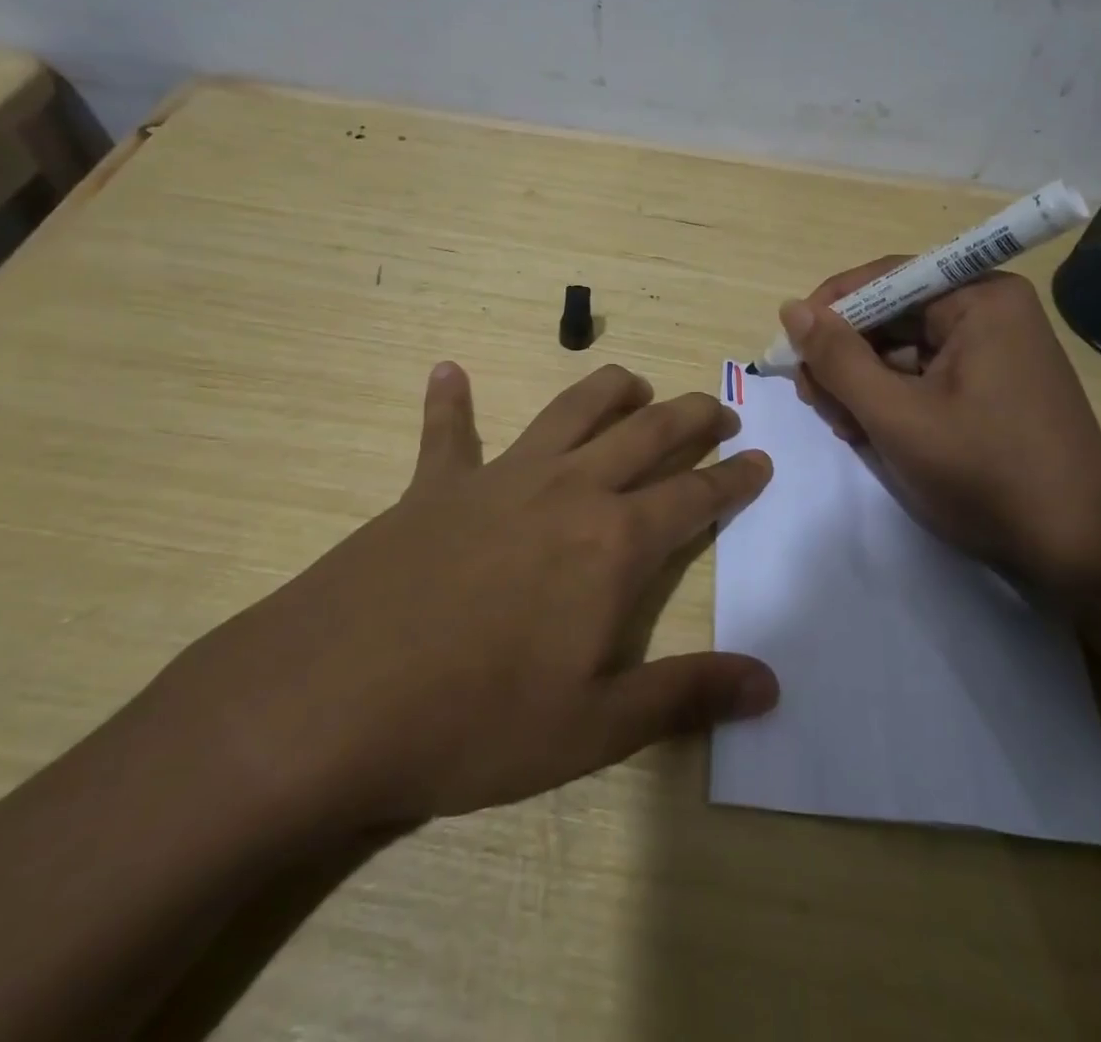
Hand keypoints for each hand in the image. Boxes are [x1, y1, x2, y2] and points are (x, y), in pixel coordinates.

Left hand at [162, 361, 776, 841]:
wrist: (331, 702)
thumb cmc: (475, 722)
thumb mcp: (594, 728)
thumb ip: (686, 696)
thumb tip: (770, 684)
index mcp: (612, 543)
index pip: (694, 496)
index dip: (734, 478)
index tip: (760, 460)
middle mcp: (566, 491)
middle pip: (645, 433)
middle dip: (690, 416)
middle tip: (718, 410)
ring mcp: (497, 479)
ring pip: (569, 410)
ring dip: (609, 390)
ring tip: (634, 384)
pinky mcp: (433, 486)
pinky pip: (447, 431)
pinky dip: (450, 401)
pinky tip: (449, 371)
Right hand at [781, 263, 1100, 598]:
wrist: (1078, 552)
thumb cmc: (986, 474)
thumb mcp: (897, 416)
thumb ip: (838, 359)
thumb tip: (790, 308)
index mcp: (979, 299)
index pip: (883, 279)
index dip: (829, 310)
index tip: (790, 351)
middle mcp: (988, 311)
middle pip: (889, 316)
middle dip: (845, 358)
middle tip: (816, 403)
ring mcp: (992, 349)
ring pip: (899, 349)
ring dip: (862, 384)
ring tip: (846, 428)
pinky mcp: (989, 384)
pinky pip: (922, 375)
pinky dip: (890, 400)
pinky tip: (872, 434)